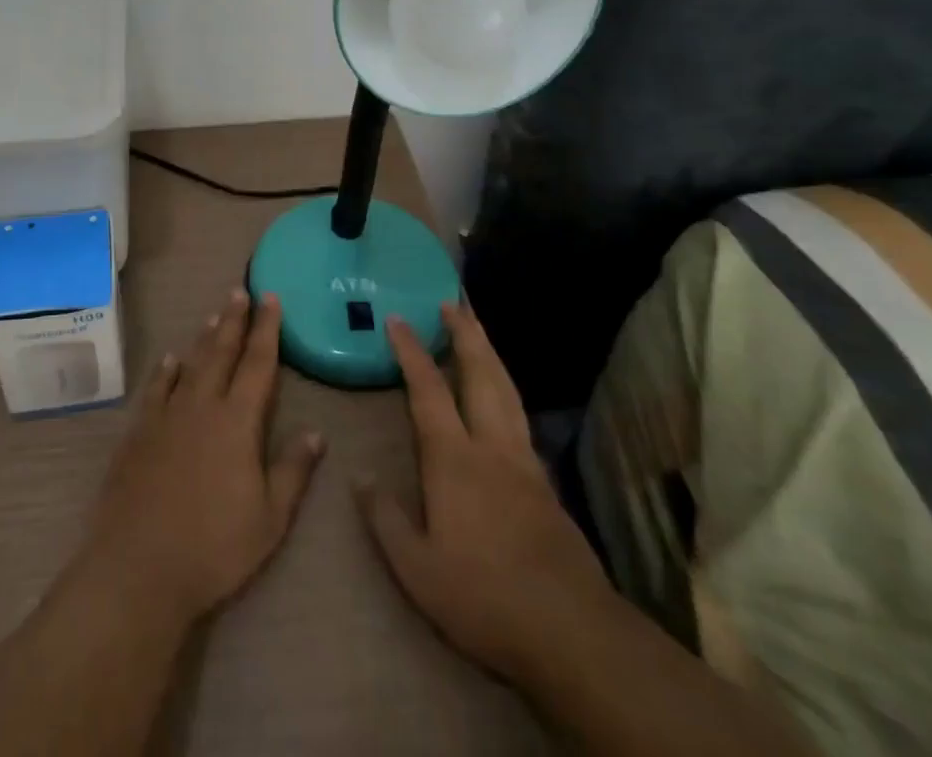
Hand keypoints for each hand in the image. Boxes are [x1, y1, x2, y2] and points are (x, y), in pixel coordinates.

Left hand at [79, 289, 323, 627]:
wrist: (138, 567)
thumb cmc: (213, 548)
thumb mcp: (269, 519)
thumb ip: (293, 471)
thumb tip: (316, 432)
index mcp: (237, 422)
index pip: (258, 363)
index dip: (267, 329)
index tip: (271, 298)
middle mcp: (202, 406)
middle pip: (221, 352)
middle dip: (234, 319)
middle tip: (240, 290)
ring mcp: (166, 416)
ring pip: (190, 363)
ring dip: (204, 337)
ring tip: (214, 314)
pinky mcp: (138, 432)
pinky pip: (156, 388)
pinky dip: (165, 370)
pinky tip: (170, 360)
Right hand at [357, 303, 614, 686]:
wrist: (570, 630)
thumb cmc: (483, 595)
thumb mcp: (417, 569)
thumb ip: (385, 519)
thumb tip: (361, 477)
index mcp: (454, 459)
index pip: (428, 389)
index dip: (411, 351)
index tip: (398, 319)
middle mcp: (491, 446)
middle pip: (480, 374)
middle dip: (464, 334)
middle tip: (452, 302)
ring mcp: (524, 461)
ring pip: (506, 390)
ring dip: (489, 353)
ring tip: (477, 329)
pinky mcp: (545, 482)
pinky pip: (520, 415)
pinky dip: (506, 387)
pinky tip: (503, 395)